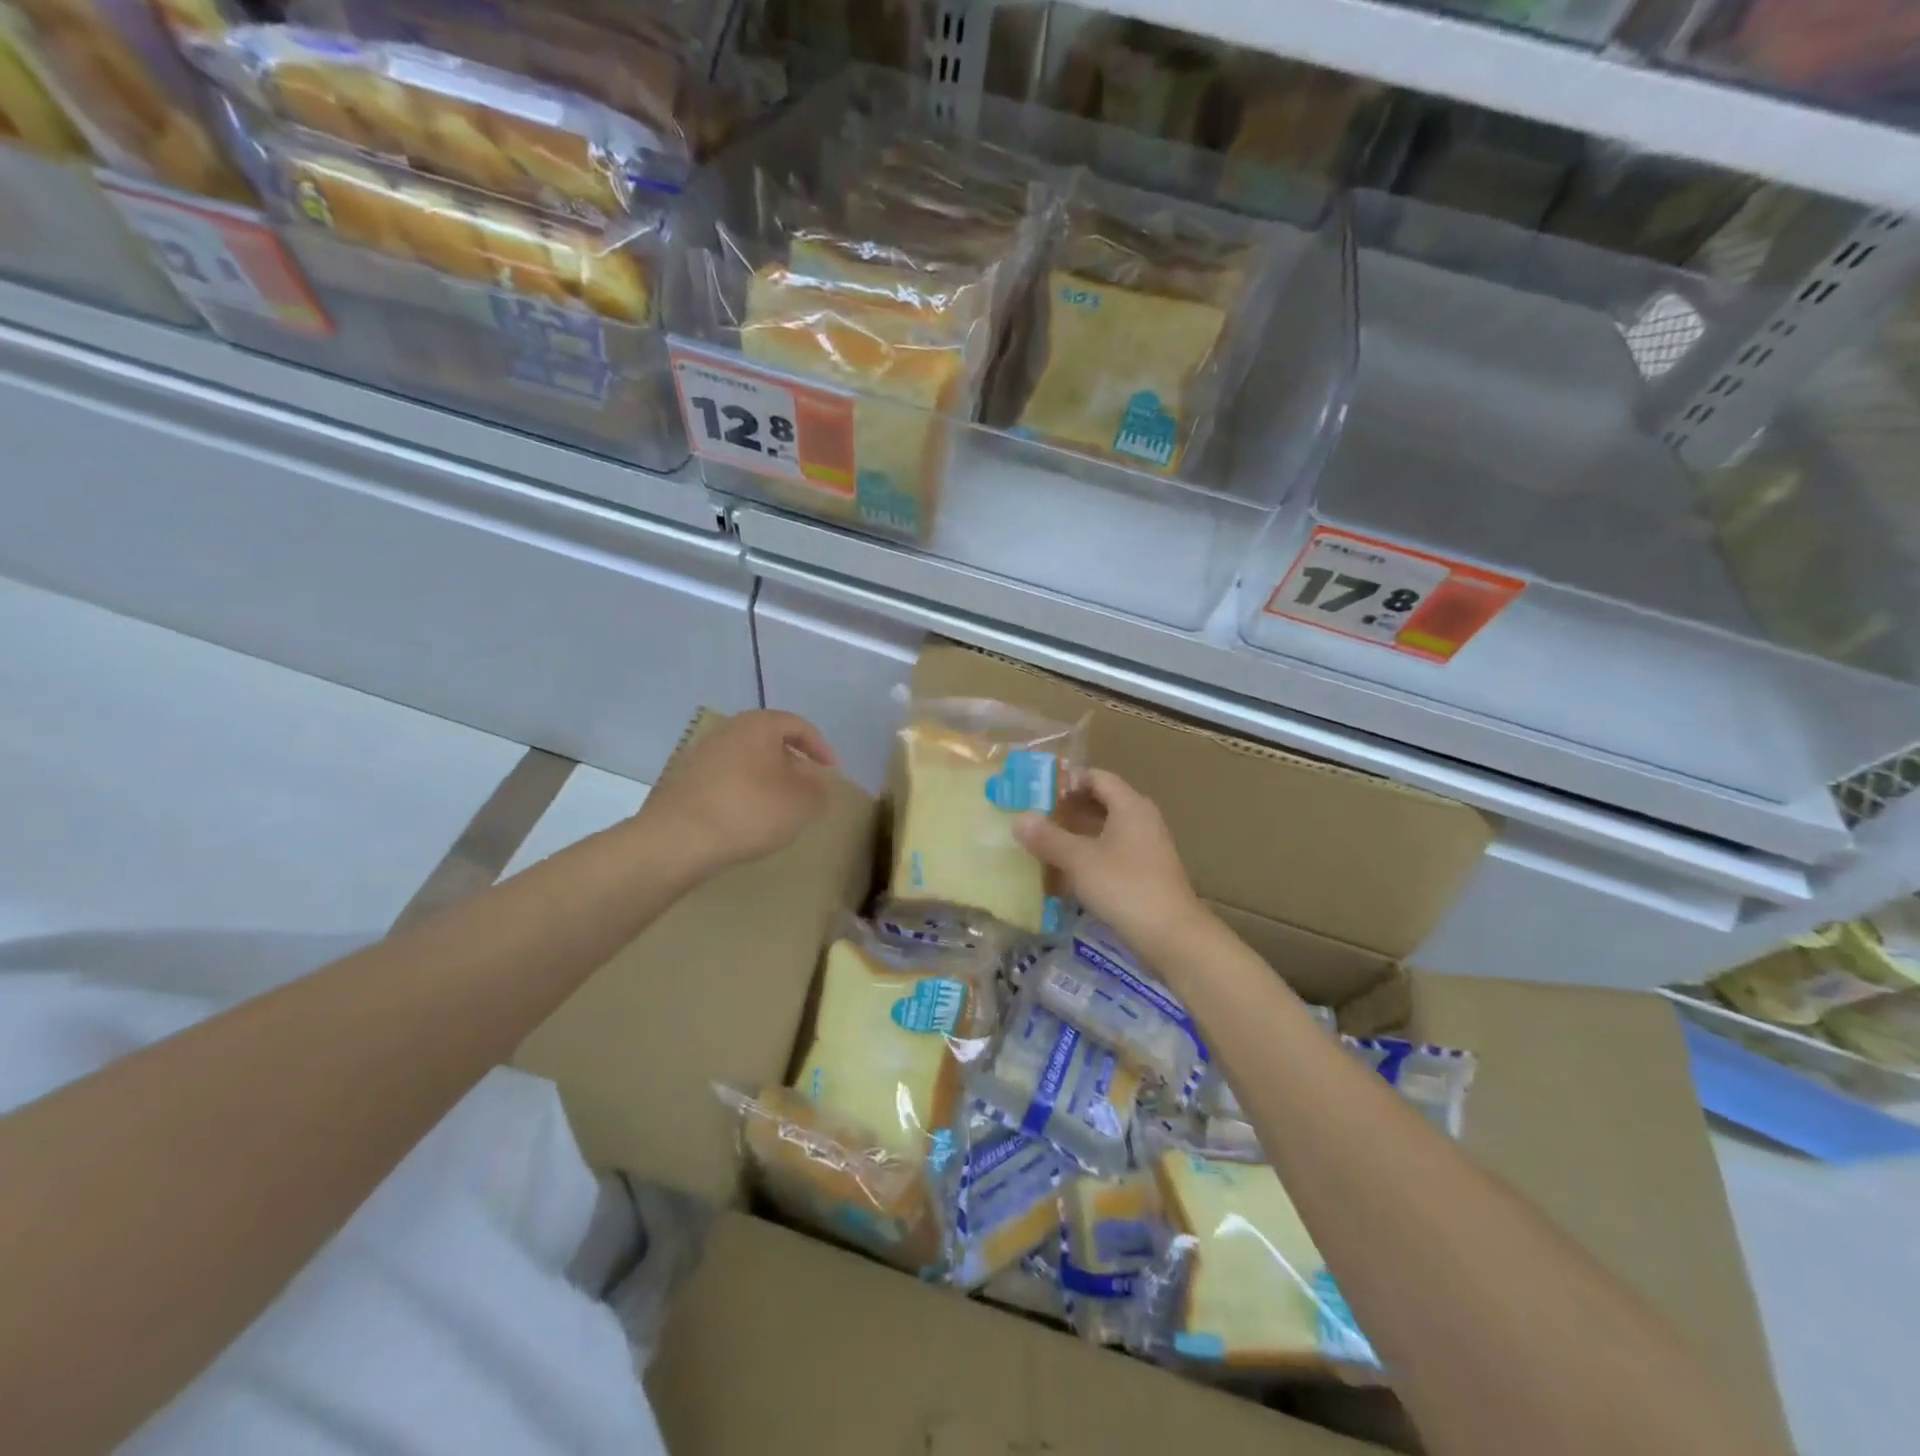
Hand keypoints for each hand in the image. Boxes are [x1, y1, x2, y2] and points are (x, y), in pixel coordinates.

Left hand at [639, 710, 837, 878]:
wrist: (678, 838)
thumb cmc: (750, 810)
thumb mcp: (802, 803)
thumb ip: (820, 790)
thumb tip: (818, 784)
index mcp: (759, 724)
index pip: (799, 726)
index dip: (821, 748)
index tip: (832, 774)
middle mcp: (728, 730)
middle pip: (769, 740)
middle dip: (792, 763)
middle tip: (806, 789)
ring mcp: (700, 753)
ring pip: (745, 760)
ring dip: (765, 778)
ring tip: (777, 806)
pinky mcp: (682, 780)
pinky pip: (724, 779)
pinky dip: (741, 792)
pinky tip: (745, 818)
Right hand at [1014, 769, 1207, 960]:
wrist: (1172, 936)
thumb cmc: (1124, 887)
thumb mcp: (1079, 861)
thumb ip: (1048, 838)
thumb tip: (1019, 819)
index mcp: (1130, 806)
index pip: (1096, 777)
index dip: (1067, 781)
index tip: (1037, 792)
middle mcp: (1142, 820)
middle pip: (1101, 803)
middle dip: (1067, 810)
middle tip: (1035, 819)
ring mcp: (1146, 848)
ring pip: (1105, 831)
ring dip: (1076, 836)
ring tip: (1044, 845)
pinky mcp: (1146, 873)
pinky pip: (1112, 854)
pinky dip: (1089, 857)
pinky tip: (1066, 875)